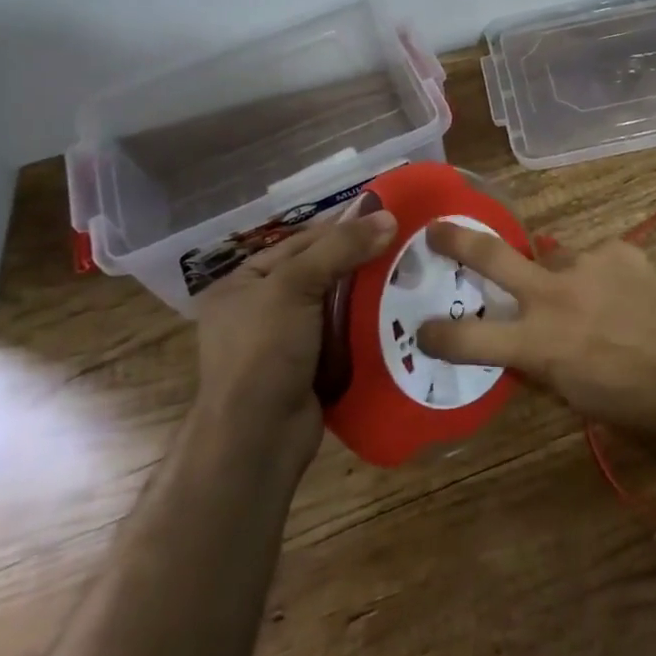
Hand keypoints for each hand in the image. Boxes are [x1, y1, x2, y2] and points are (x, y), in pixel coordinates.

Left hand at [193, 206, 396, 456]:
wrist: (257, 440)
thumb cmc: (263, 352)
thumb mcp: (295, 286)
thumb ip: (340, 248)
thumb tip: (388, 217)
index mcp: (243, 283)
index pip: (300, 242)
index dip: (341, 227)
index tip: (386, 215)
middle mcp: (260, 309)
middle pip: (320, 272)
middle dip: (360, 260)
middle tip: (407, 244)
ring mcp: (285, 343)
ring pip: (336, 305)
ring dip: (369, 294)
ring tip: (412, 275)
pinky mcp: (310, 369)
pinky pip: (344, 336)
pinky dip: (368, 326)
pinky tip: (400, 314)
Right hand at [416, 224, 655, 440]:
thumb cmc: (645, 403)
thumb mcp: (580, 396)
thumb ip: (545, 363)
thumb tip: (527, 345)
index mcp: (539, 343)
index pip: (470, 339)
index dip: (439, 336)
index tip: (422, 330)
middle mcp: (554, 294)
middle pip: (491, 257)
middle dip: (457, 242)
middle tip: (437, 231)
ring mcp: (588, 263)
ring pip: (558, 262)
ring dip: (565, 279)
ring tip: (600, 302)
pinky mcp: (621, 249)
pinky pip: (600, 259)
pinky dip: (605, 276)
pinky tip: (633, 295)